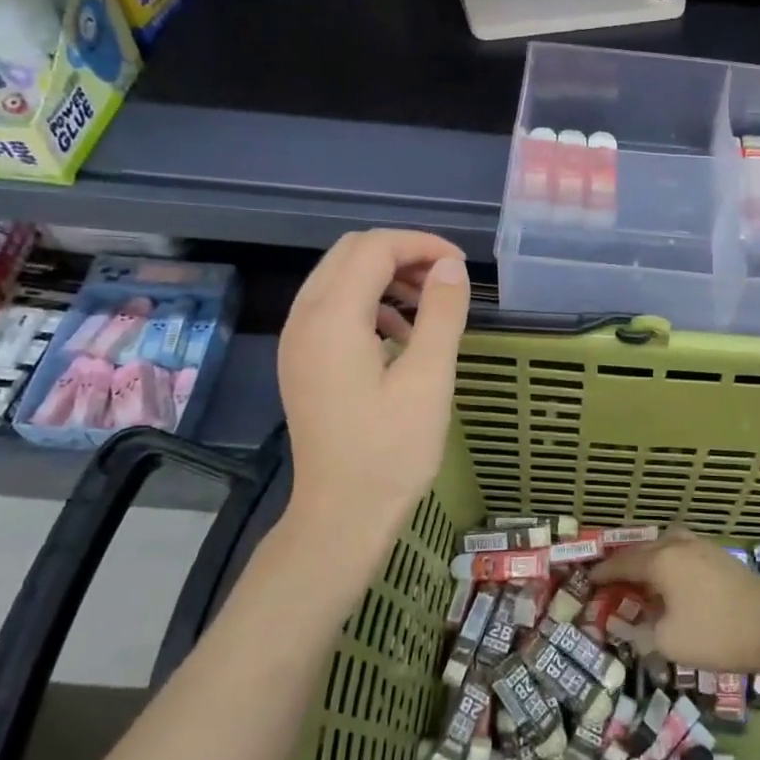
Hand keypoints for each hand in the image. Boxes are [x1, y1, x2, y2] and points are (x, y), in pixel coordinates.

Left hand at [274, 230, 471, 592]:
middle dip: (402, 254)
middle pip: (350, 253)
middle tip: (446, 280)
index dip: (421, 244)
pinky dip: (369, 302)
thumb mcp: (429, 379)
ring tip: (429, 306)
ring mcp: (297, 340)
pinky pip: (333, 307)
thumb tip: (451, 267)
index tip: (461, 267)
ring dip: (385, 277)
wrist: (342, 514)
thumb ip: (441, 314)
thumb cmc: (391, 451)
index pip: (374, 248)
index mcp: (332, 318)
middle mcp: (304, 319)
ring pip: (339, 277)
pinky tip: (401, 335)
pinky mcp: (302, 361)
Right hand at [591, 530, 759, 675]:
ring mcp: (704, 548)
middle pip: (644, 549)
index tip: (589, 581)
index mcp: (662, 560)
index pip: (623, 563)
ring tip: (643, 578)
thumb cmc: (716, 634)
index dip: (604, 573)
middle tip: (612, 580)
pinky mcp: (723, 557)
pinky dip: (671, 561)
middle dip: (626, 563)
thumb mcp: (669, 642)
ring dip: (651, 558)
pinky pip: (685, 551)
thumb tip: (626, 627)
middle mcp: (680, 545)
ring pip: (667, 545)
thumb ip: (641, 632)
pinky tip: (675, 581)